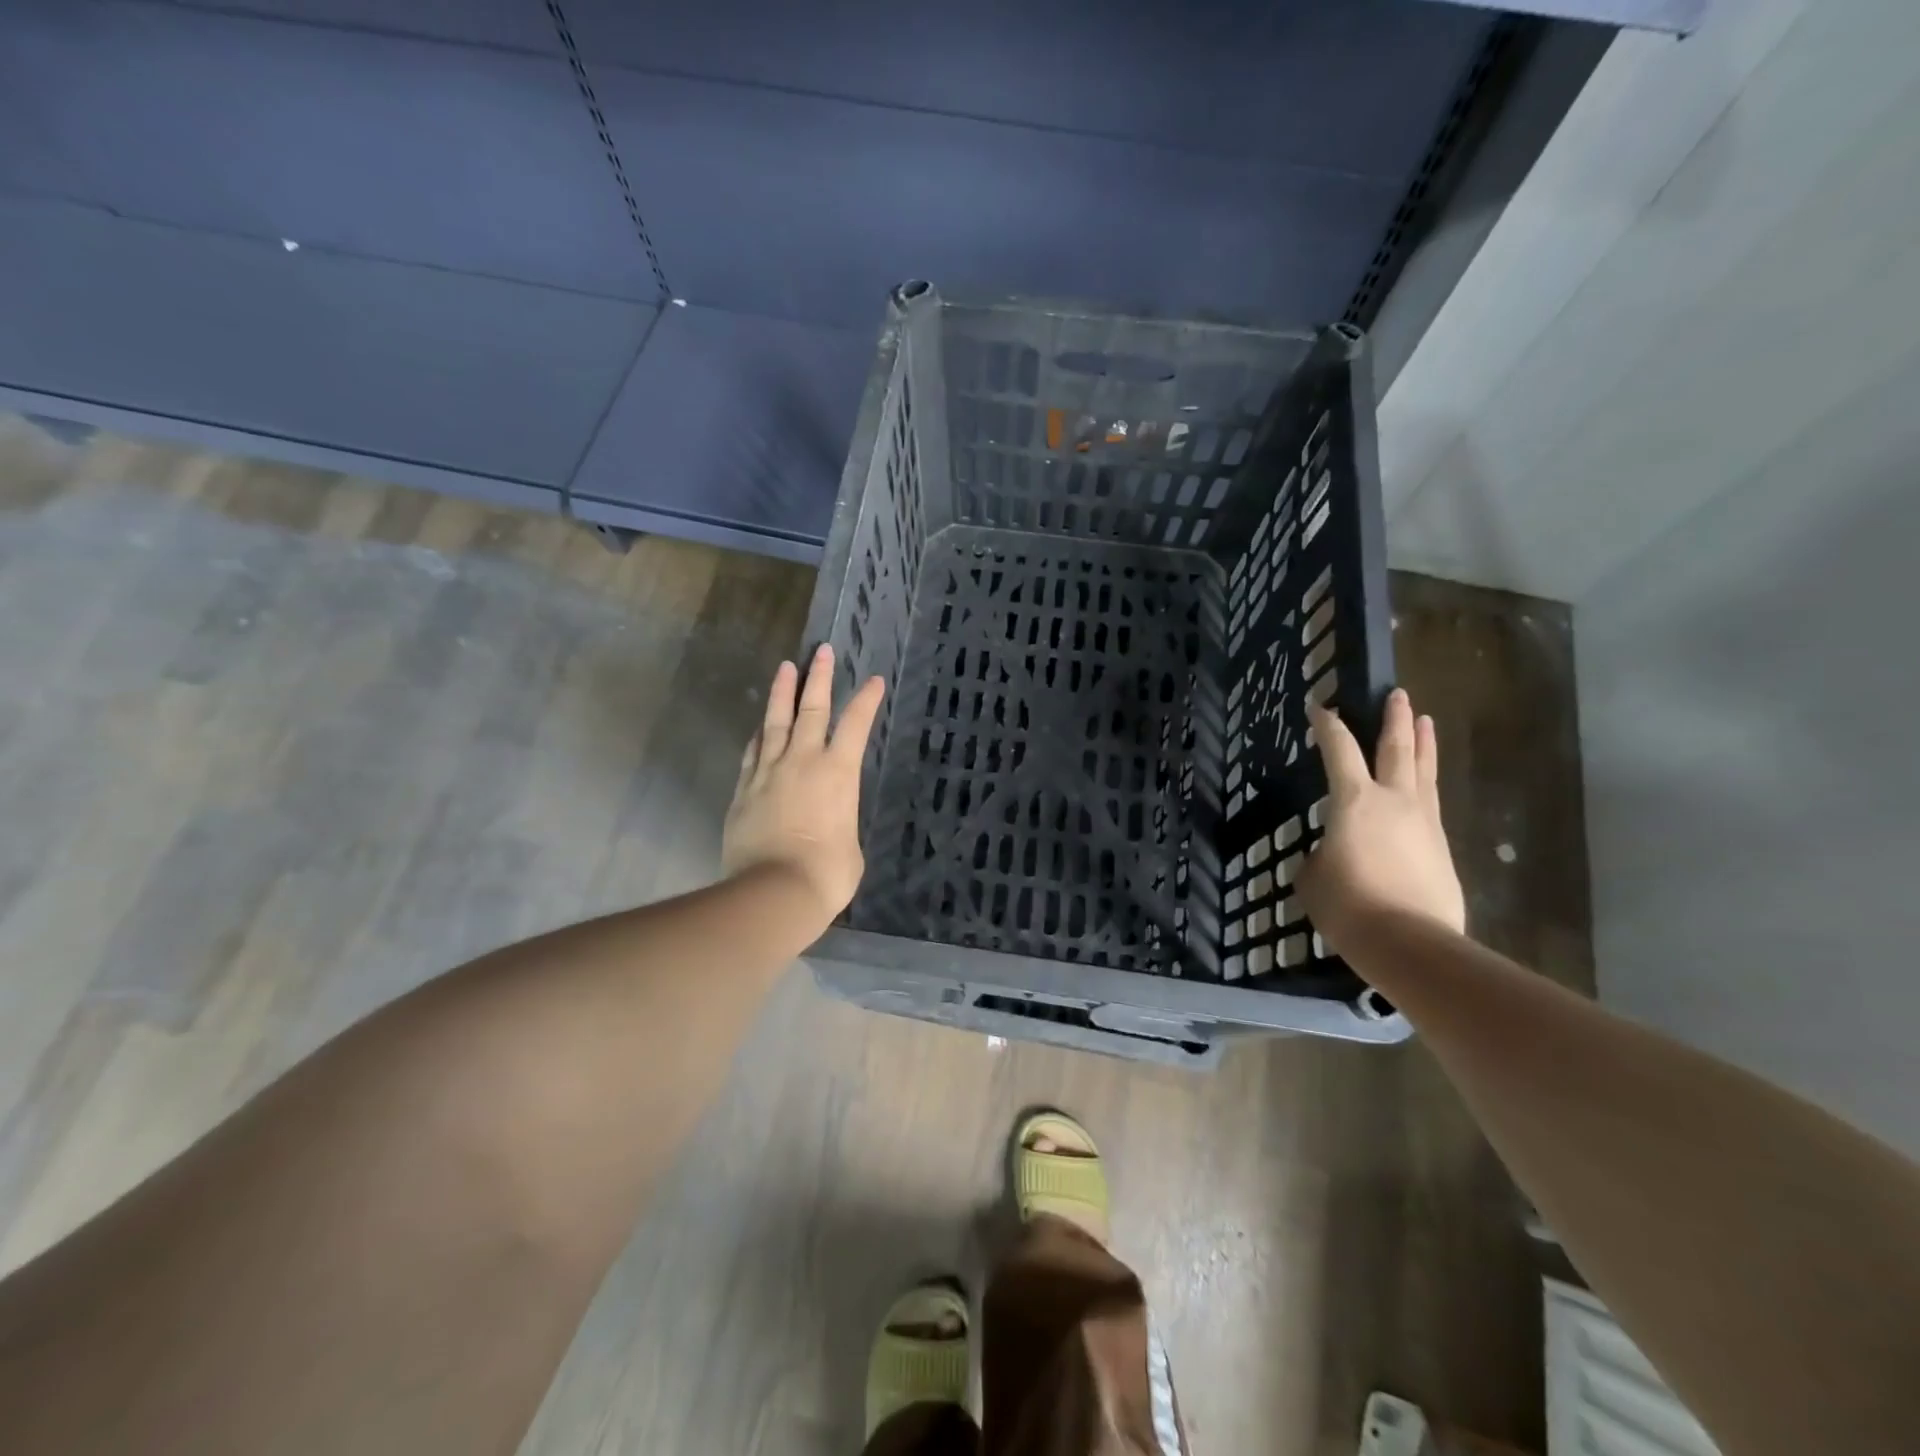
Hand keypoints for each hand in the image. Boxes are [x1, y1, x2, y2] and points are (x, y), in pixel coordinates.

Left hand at [722, 645, 884, 932]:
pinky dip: (759, 734)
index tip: (874, 680)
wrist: (773, 892)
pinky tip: (760, 725)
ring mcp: (768, 772)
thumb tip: (828, 824)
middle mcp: (802, 761)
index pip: (856, 725)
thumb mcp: (850, 846)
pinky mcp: (743, 790)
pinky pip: (752, 752)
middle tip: (822, 652)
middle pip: (812, 709)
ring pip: (775, 722)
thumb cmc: (827, 874)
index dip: (866, 700)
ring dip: (782, 693)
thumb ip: (840, 822)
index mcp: (838, 773)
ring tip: (786, 667)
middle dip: (819, 678)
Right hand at [1297, 688, 1465, 952]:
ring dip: (1424, 744)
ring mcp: (1425, 822)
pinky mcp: (1442, 848)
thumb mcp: (1312, 876)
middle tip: (1398, 695)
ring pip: (1425, 772)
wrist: (1409, 942)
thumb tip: (1333, 854)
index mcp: (1354, 800)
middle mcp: (1394, 800)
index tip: (1320, 708)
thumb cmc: (1347, 904)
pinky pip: (1433, 806)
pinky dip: (1426, 788)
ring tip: (1426, 721)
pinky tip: (1423, 790)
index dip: (1327, 726)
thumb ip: (1320, 855)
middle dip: (1395, 719)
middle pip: (1397, 748)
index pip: (1338, 750)